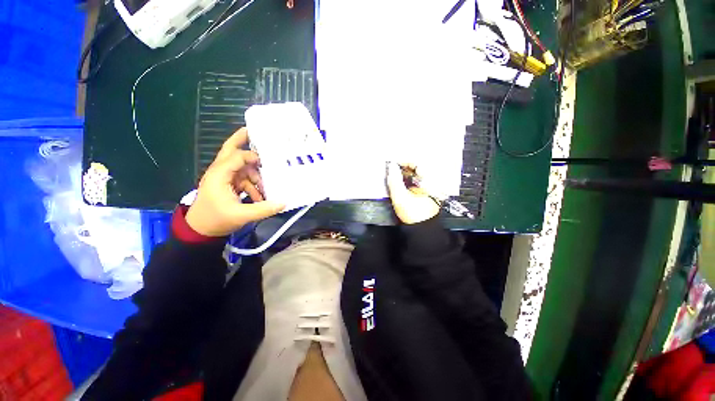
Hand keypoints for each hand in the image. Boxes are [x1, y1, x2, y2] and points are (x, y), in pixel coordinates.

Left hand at [185, 128, 284, 236]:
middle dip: (243, 140)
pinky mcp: (228, 185)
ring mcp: (224, 178)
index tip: (269, 161)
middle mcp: (220, 172)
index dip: (253, 157)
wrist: (200, 231)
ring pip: (242, 166)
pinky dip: (253, 184)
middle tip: (257, 132)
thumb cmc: (216, 220)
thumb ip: (264, 209)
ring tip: (267, 184)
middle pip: (231, 150)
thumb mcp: (242, 215)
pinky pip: (244, 178)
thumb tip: (284, 202)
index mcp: (219, 174)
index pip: (237, 157)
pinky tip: (261, 195)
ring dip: (255, 173)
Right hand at [386, 162, 439, 224]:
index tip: (392, 162)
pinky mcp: (429, 189)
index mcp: (429, 181)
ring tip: (395, 171)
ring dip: (406, 170)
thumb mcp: (400, 198)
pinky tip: (402, 178)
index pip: (417, 163)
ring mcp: (432, 184)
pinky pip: (419, 177)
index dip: (404, 160)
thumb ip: (394, 181)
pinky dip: (409, 175)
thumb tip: (391, 166)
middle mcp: (433, 180)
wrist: (422, 228)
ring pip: (418, 171)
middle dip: (404, 165)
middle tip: (392, 166)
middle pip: (418, 165)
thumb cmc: (413, 214)